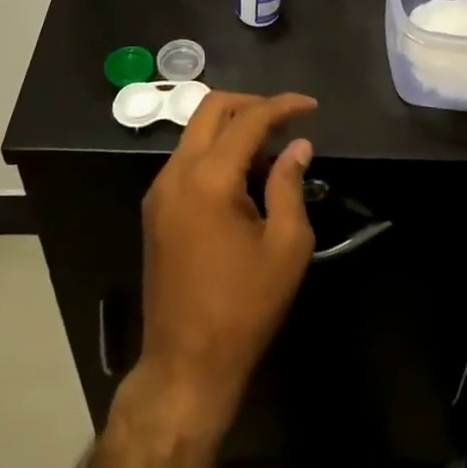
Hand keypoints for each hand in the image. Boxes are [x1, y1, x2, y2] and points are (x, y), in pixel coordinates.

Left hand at [139, 91, 316, 429]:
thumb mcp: (285, 246)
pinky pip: (187, 161)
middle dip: (251, 105)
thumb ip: (290, 185)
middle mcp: (176, 173)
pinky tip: (243, 181)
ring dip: (233, 131)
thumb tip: (298, 146)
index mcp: (208, 179)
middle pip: (210, 109)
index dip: (282, 106)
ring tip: (271, 158)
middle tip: (287, 121)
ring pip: (196, 134)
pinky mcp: (155, 209)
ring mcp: (159, 190)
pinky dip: (216, 154)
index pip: (247, 120)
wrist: (186, 362)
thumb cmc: (244, 307)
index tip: (311, 107)